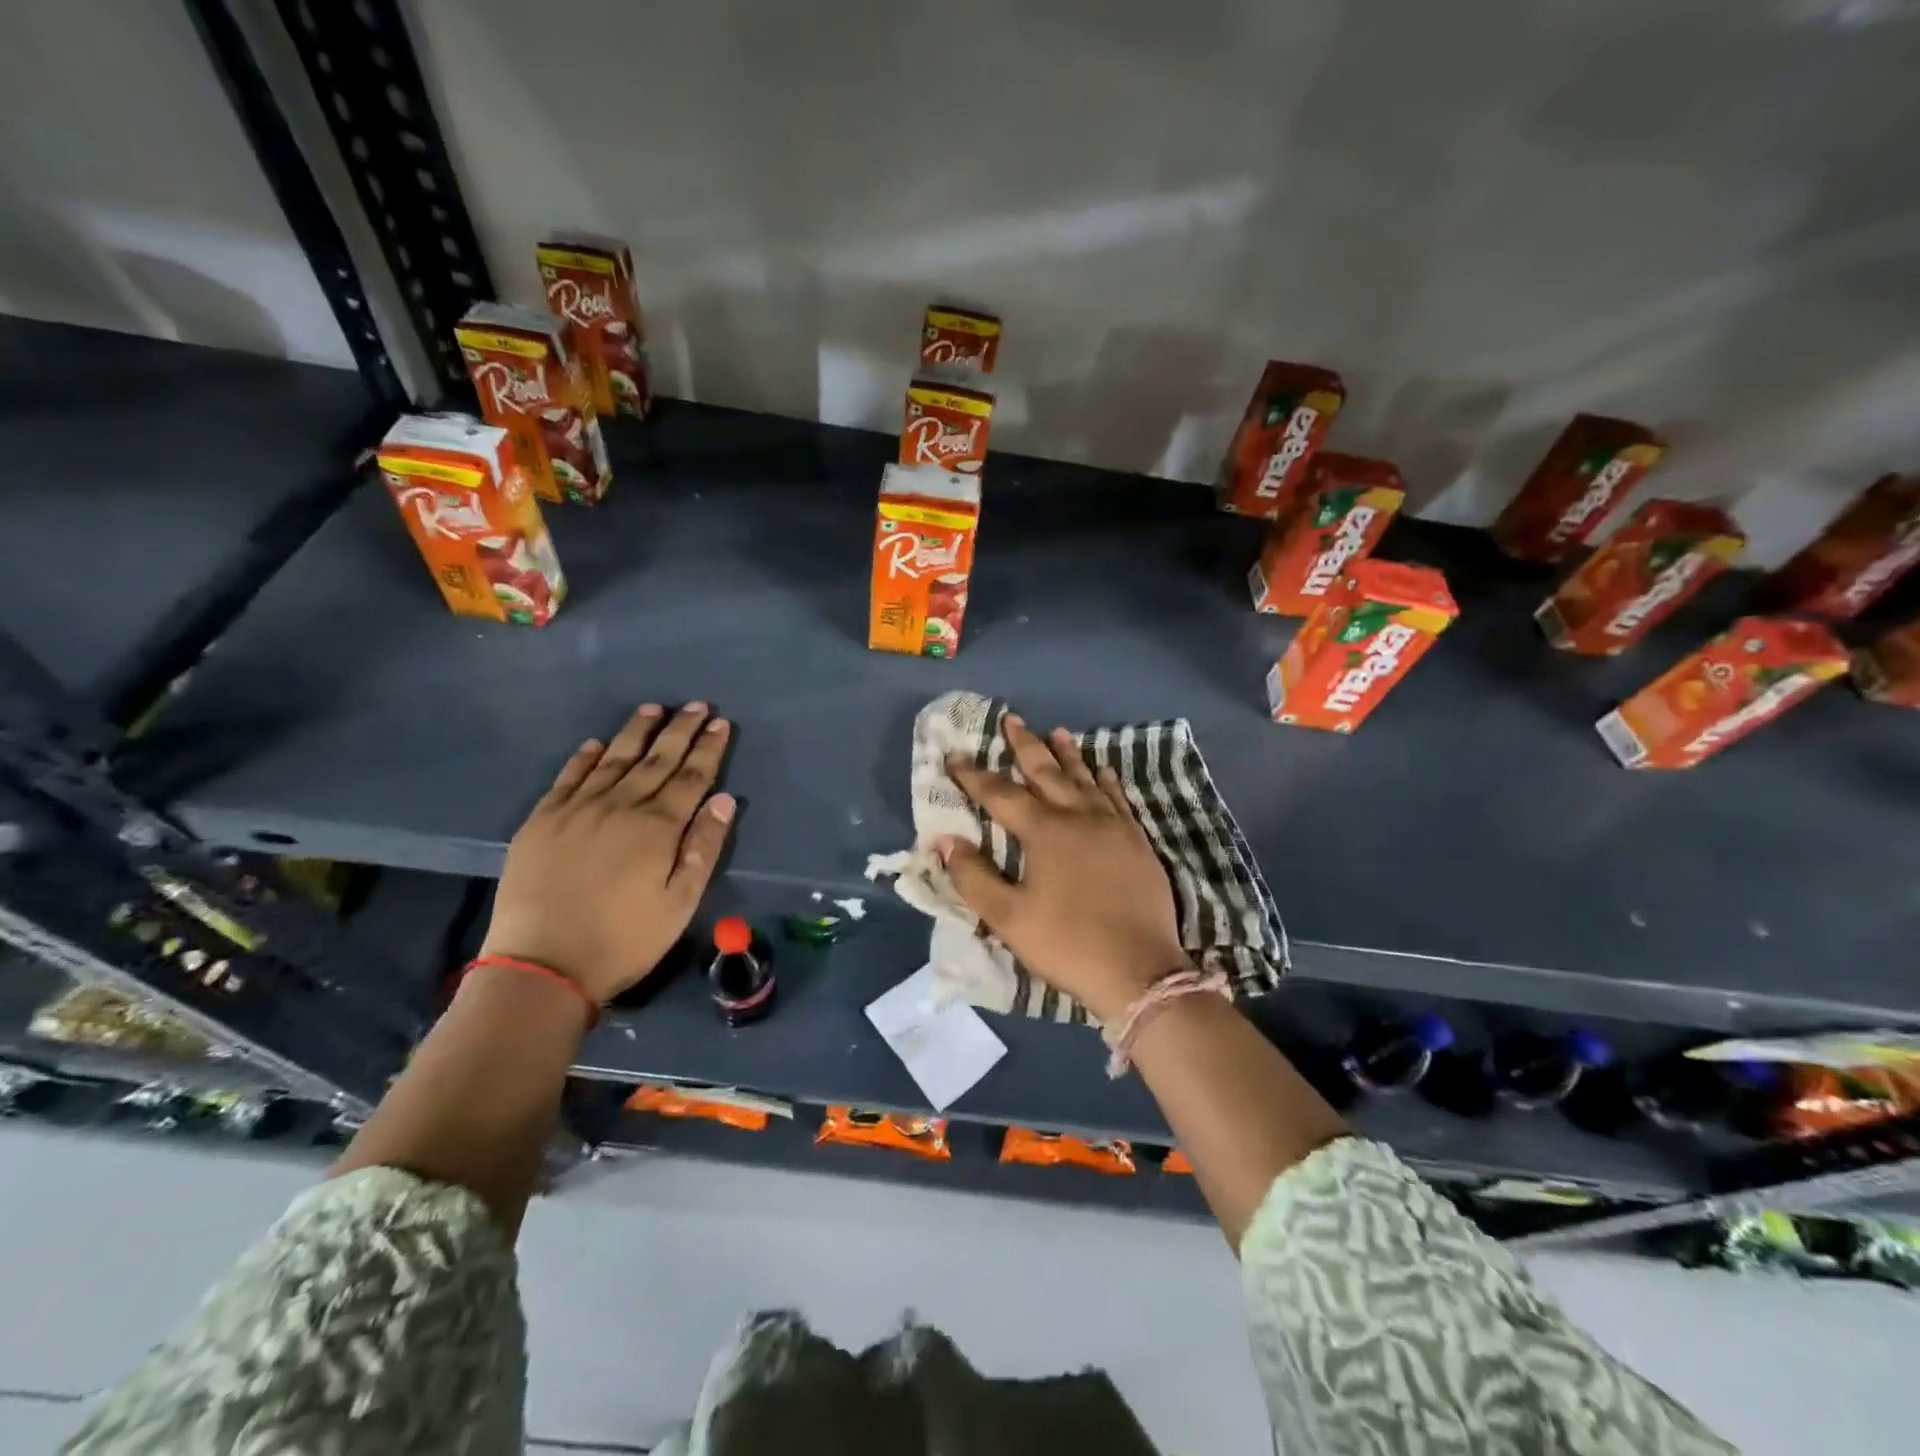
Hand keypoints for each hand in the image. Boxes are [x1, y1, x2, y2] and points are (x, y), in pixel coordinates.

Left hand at [480, 702, 734, 1002]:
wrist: (542, 965)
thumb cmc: (624, 939)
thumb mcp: (680, 902)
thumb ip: (703, 847)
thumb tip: (724, 799)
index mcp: (658, 826)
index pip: (691, 777)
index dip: (709, 749)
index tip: (720, 723)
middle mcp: (620, 805)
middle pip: (657, 759)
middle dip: (680, 730)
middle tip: (697, 705)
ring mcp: (577, 809)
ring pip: (614, 758)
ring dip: (636, 731)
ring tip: (653, 708)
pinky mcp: (542, 820)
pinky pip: (568, 777)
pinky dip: (585, 757)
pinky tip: (597, 743)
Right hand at [941, 714, 1186, 1022]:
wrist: (1140, 971)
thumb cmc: (1067, 943)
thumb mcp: (1009, 918)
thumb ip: (974, 877)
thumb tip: (946, 840)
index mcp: (1044, 832)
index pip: (1000, 794)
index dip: (975, 775)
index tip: (955, 755)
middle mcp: (1078, 817)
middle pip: (1047, 772)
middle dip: (1026, 745)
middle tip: (1013, 719)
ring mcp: (1113, 827)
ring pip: (1086, 779)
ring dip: (1068, 755)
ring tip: (1058, 731)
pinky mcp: (1137, 842)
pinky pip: (1119, 799)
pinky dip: (1107, 782)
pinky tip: (1105, 771)